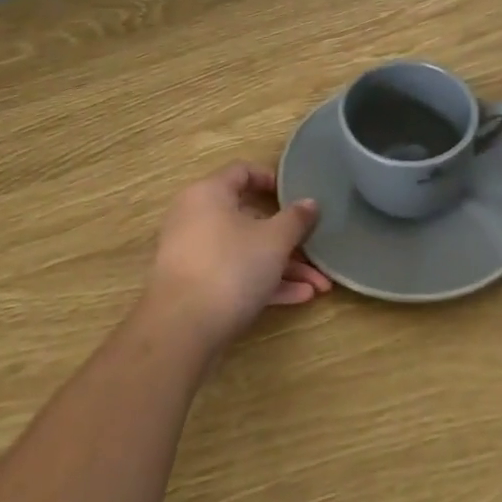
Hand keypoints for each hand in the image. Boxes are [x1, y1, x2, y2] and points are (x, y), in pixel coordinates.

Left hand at [145, 162, 330, 350]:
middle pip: (249, 218)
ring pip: (246, 251)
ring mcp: (194, 253)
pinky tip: (300, 297)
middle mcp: (196, 217)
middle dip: (288, 238)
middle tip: (316, 250)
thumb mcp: (274, 240)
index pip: (241, 171)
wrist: (182, 329)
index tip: (297, 195)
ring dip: (284, 266)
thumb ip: (296, 219)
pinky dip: (265, 282)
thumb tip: (309, 202)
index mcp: (209, 193)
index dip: (271, 179)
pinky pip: (235, 274)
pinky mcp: (196, 286)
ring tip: (319, 286)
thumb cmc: (231, 267)